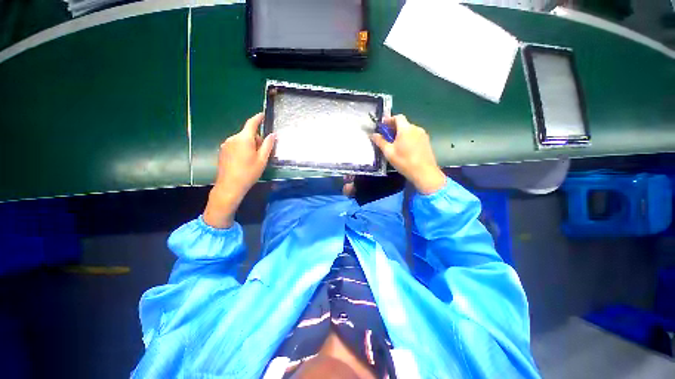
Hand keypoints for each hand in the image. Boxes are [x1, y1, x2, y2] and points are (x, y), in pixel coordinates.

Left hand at [203, 113, 275, 227]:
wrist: (230, 185)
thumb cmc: (249, 172)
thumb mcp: (262, 160)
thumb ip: (267, 145)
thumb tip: (272, 134)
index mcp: (244, 139)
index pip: (252, 123)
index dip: (258, 118)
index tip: (262, 114)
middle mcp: (233, 138)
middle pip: (247, 133)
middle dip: (256, 139)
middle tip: (262, 153)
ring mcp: (226, 144)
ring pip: (241, 139)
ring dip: (249, 144)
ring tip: (252, 159)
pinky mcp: (222, 150)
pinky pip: (235, 145)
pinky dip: (241, 148)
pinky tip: (243, 161)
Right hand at [371, 115, 445, 194]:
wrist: (424, 172)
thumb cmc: (404, 161)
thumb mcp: (389, 152)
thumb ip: (380, 142)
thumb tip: (373, 134)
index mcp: (406, 129)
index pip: (398, 117)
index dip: (389, 120)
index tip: (382, 126)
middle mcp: (416, 128)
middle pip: (404, 123)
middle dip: (394, 128)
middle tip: (386, 137)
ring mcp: (423, 135)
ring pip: (409, 130)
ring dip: (401, 133)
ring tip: (395, 144)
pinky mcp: (426, 141)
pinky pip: (415, 136)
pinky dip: (408, 138)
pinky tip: (404, 149)